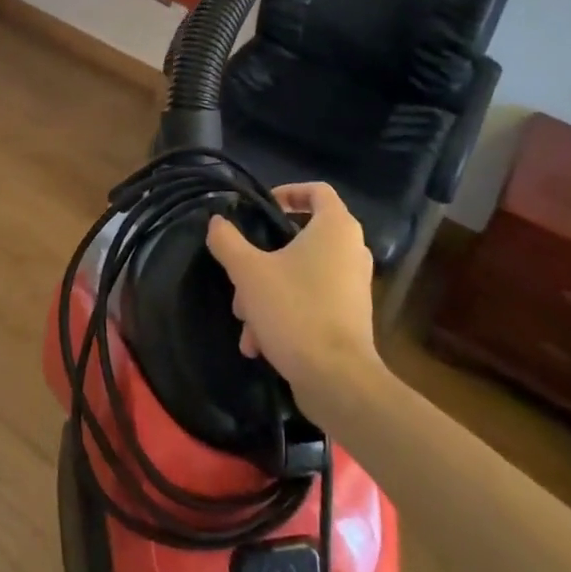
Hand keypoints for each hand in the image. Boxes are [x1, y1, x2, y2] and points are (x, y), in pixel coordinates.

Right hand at [205, 182, 379, 409]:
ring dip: (267, 292)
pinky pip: (311, 302)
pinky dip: (286, 314)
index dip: (287, 192)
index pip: (316, 191)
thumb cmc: (295, 311)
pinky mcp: (350, 317)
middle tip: (240, 275)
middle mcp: (351, 251)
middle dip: (262, 259)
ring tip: (245, 321)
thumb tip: (217, 222)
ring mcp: (353, 286)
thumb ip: (228, 241)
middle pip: (300, 238)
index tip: (260, 207)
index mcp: (335, 228)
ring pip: (300, 275)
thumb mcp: (248, 272)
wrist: (337, 380)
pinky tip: (259, 344)